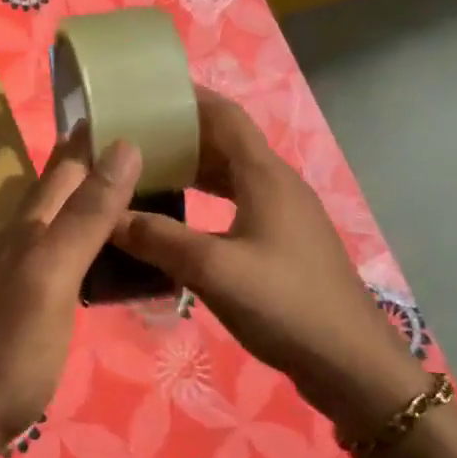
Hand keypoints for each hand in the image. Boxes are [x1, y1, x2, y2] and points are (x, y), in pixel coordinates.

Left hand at [0, 128, 141, 445]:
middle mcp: (22, 239)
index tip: (135, 109)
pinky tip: (106, 254)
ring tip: (139, 193)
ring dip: (95, 201)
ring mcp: (21, 272)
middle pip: (62, 188)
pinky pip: (65, 255)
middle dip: (98, 163)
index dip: (96, 136)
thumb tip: (123, 147)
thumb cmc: (11, 346)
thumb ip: (86, 216)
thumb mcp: (52, 275)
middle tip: (152, 148)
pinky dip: (90, 242)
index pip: (67, 165)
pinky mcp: (28, 303)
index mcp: (30, 226)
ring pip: (62, 220)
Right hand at [112, 88, 425, 428]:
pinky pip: (237, 203)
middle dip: (180, 134)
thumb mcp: (213, 270)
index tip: (145, 93)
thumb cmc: (285, 305)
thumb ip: (156, 239)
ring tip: (145, 173)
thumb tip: (106, 217)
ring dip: (191, 169)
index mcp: (265, 176)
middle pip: (225, 143)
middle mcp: (276, 184)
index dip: (187, 98)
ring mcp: (284, 215)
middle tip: (131, 138)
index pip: (224, 116)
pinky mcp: (283, 242)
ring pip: (231, 175)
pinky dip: (205, 199)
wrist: (350, 364)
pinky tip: (179, 219)